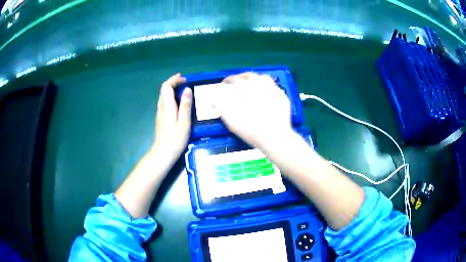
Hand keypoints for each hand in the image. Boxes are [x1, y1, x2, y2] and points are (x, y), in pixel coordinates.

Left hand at [152, 73, 191, 166]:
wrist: (162, 154)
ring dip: (171, 89)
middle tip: (184, 81)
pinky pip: (164, 102)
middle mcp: (161, 108)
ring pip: (163, 96)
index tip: (184, 79)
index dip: (174, 80)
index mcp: (167, 107)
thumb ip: (185, 105)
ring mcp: (159, 113)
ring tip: (182, 89)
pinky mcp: (161, 119)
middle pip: (163, 90)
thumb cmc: (175, 140)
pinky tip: (178, 102)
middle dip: (172, 82)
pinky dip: (171, 97)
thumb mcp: (184, 123)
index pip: (166, 87)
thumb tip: (187, 89)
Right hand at [212, 72, 293, 148]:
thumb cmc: (254, 133)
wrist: (277, 140)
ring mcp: (275, 93)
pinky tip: (265, 92)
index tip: (225, 83)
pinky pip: (274, 86)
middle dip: (241, 76)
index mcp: (251, 95)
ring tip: (251, 83)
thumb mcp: (234, 124)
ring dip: (255, 78)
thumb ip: (222, 110)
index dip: (229, 79)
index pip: (238, 80)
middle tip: (237, 81)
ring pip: (265, 78)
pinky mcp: (283, 98)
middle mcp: (263, 90)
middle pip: (251, 76)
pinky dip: (267, 86)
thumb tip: (213, 100)